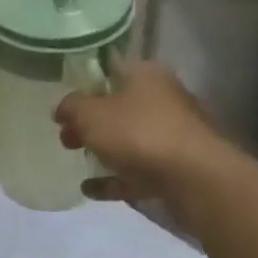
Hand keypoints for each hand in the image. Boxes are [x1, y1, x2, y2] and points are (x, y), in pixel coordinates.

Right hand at [54, 58, 225, 204]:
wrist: (196, 179)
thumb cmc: (139, 133)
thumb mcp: (90, 115)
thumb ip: (71, 107)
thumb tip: (62, 108)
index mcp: (145, 74)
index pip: (109, 68)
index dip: (84, 84)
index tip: (65, 102)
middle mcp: (163, 98)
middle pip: (119, 105)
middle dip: (91, 121)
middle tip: (66, 136)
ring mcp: (174, 134)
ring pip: (131, 138)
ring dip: (105, 149)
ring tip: (78, 160)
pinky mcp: (179, 167)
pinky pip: (139, 170)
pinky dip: (116, 177)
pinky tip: (91, 189)